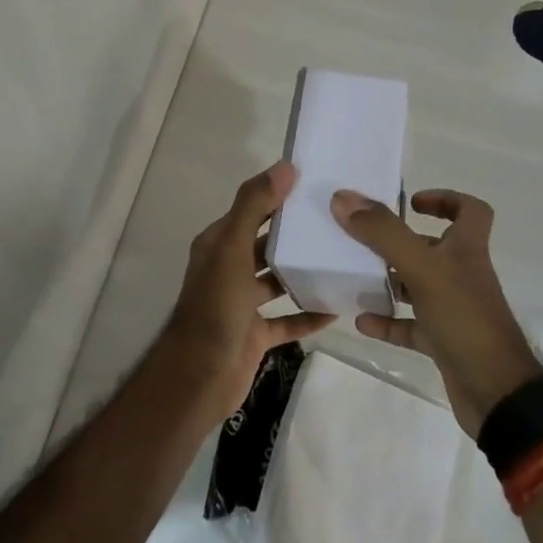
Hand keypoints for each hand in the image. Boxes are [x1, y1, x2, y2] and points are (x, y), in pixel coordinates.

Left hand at [160, 161, 334, 416]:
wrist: (199, 376)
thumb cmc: (216, 306)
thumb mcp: (233, 248)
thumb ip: (255, 206)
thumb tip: (285, 166)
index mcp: (220, 243)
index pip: (252, 210)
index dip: (279, 196)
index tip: (317, 185)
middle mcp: (230, 268)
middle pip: (267, 244)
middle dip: (296, 234)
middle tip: (338, 223)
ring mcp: (242, 303)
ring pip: (277, 280)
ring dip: (303, 272)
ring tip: (342, 260)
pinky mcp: (255, 334)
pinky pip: (287, 320)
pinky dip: (308, 315)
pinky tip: (336, 308)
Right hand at [331, 188, 542, 436]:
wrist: (497, 395)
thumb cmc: (464, 319)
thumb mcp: (422, 268)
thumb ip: (383, 233)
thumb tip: (343, 198)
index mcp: (467, 249)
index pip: (470, 211)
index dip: (445, 199)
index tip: (410, 202)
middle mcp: (462, 274)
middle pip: (433, 246)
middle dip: (399, 240)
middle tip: (364, 236)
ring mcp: (453, 310)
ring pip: (418, 285)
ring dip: (389, 279)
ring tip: (355, 274)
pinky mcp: (443, 342)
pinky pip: (410, 326)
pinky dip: (387, 322)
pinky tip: (361, 321)